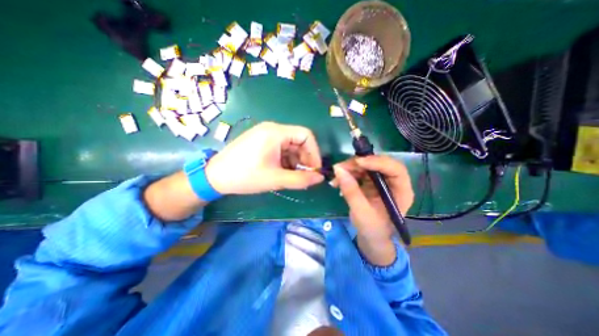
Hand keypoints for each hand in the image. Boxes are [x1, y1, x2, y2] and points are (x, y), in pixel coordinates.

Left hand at [207, 121, 327, 194]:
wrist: (215, 176)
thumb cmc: (245, 176)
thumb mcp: (276, 179)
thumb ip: (301, 179)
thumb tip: (320, 178)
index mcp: (276, 132)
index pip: (306, 135)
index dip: (314, 153)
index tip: (315, 170)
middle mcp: (272, 129)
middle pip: (299, 141)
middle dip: (304, 159)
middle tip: (305, 176)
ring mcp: (266, 134)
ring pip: (290, 146)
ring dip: (295, 161)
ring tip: (293, 177)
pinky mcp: (261, 141)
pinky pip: (281, 148)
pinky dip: (286, 160)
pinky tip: (283, 172)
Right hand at [329, 156, 414, 241]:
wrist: (371, 237)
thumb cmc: (372, 229)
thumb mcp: (361, 213)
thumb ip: (351, 191)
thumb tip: (338, 170)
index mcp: (402, 191)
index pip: (395, 169)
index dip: (377, 162)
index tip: (357, 162)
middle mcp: (394, 182)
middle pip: (379, 163)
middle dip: (358, 164)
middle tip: (340, 168)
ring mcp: (382, 180)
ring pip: (367, 165)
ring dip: (349, 169)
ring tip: (335, 179)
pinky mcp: (371, 181)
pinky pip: (359, 171)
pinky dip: (347, 174)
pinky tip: (337, 182)